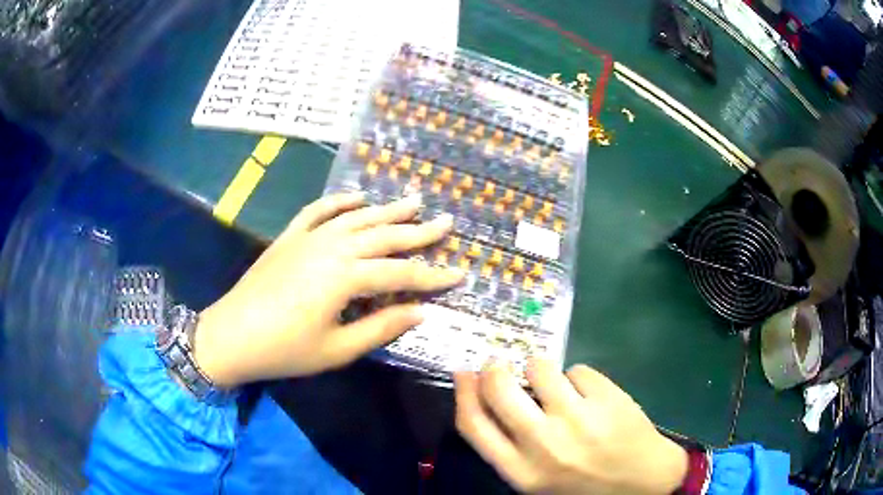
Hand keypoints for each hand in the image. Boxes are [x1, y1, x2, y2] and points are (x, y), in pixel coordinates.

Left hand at [193, 192, 464, 386]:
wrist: (231, 335)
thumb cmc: (285, 350)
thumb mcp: (337, 349)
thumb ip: (381, 328)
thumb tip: (420, 312)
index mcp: (346, 277)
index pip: (402, 274)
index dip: (433, 276)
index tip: (459, 274)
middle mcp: (332, 248)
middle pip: (384, 236)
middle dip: (419, 231)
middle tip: (447, 221)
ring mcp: (309, 238)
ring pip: (357, 218)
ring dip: (387, 209)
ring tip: (413, 200)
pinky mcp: (290, 237)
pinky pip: (318, 210)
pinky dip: (339, 201)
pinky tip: (357, 196)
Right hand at [455, 360, 686, 494]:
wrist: (643, 483)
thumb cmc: (584, 484)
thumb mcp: (538, 478)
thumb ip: (511, 446)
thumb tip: (490, 398)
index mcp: (521, 471)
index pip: (473, 425)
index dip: (463, 393)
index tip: (462, 372)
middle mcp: (543, 444)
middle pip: (499, 388)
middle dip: (494, 369)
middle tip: (499, 364)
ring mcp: (577, 419)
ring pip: (540, 367)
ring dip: (542, 370)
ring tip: (558, 385)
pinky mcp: (607, 399)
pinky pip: (578, 369)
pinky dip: (579, 378)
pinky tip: (592, 395)